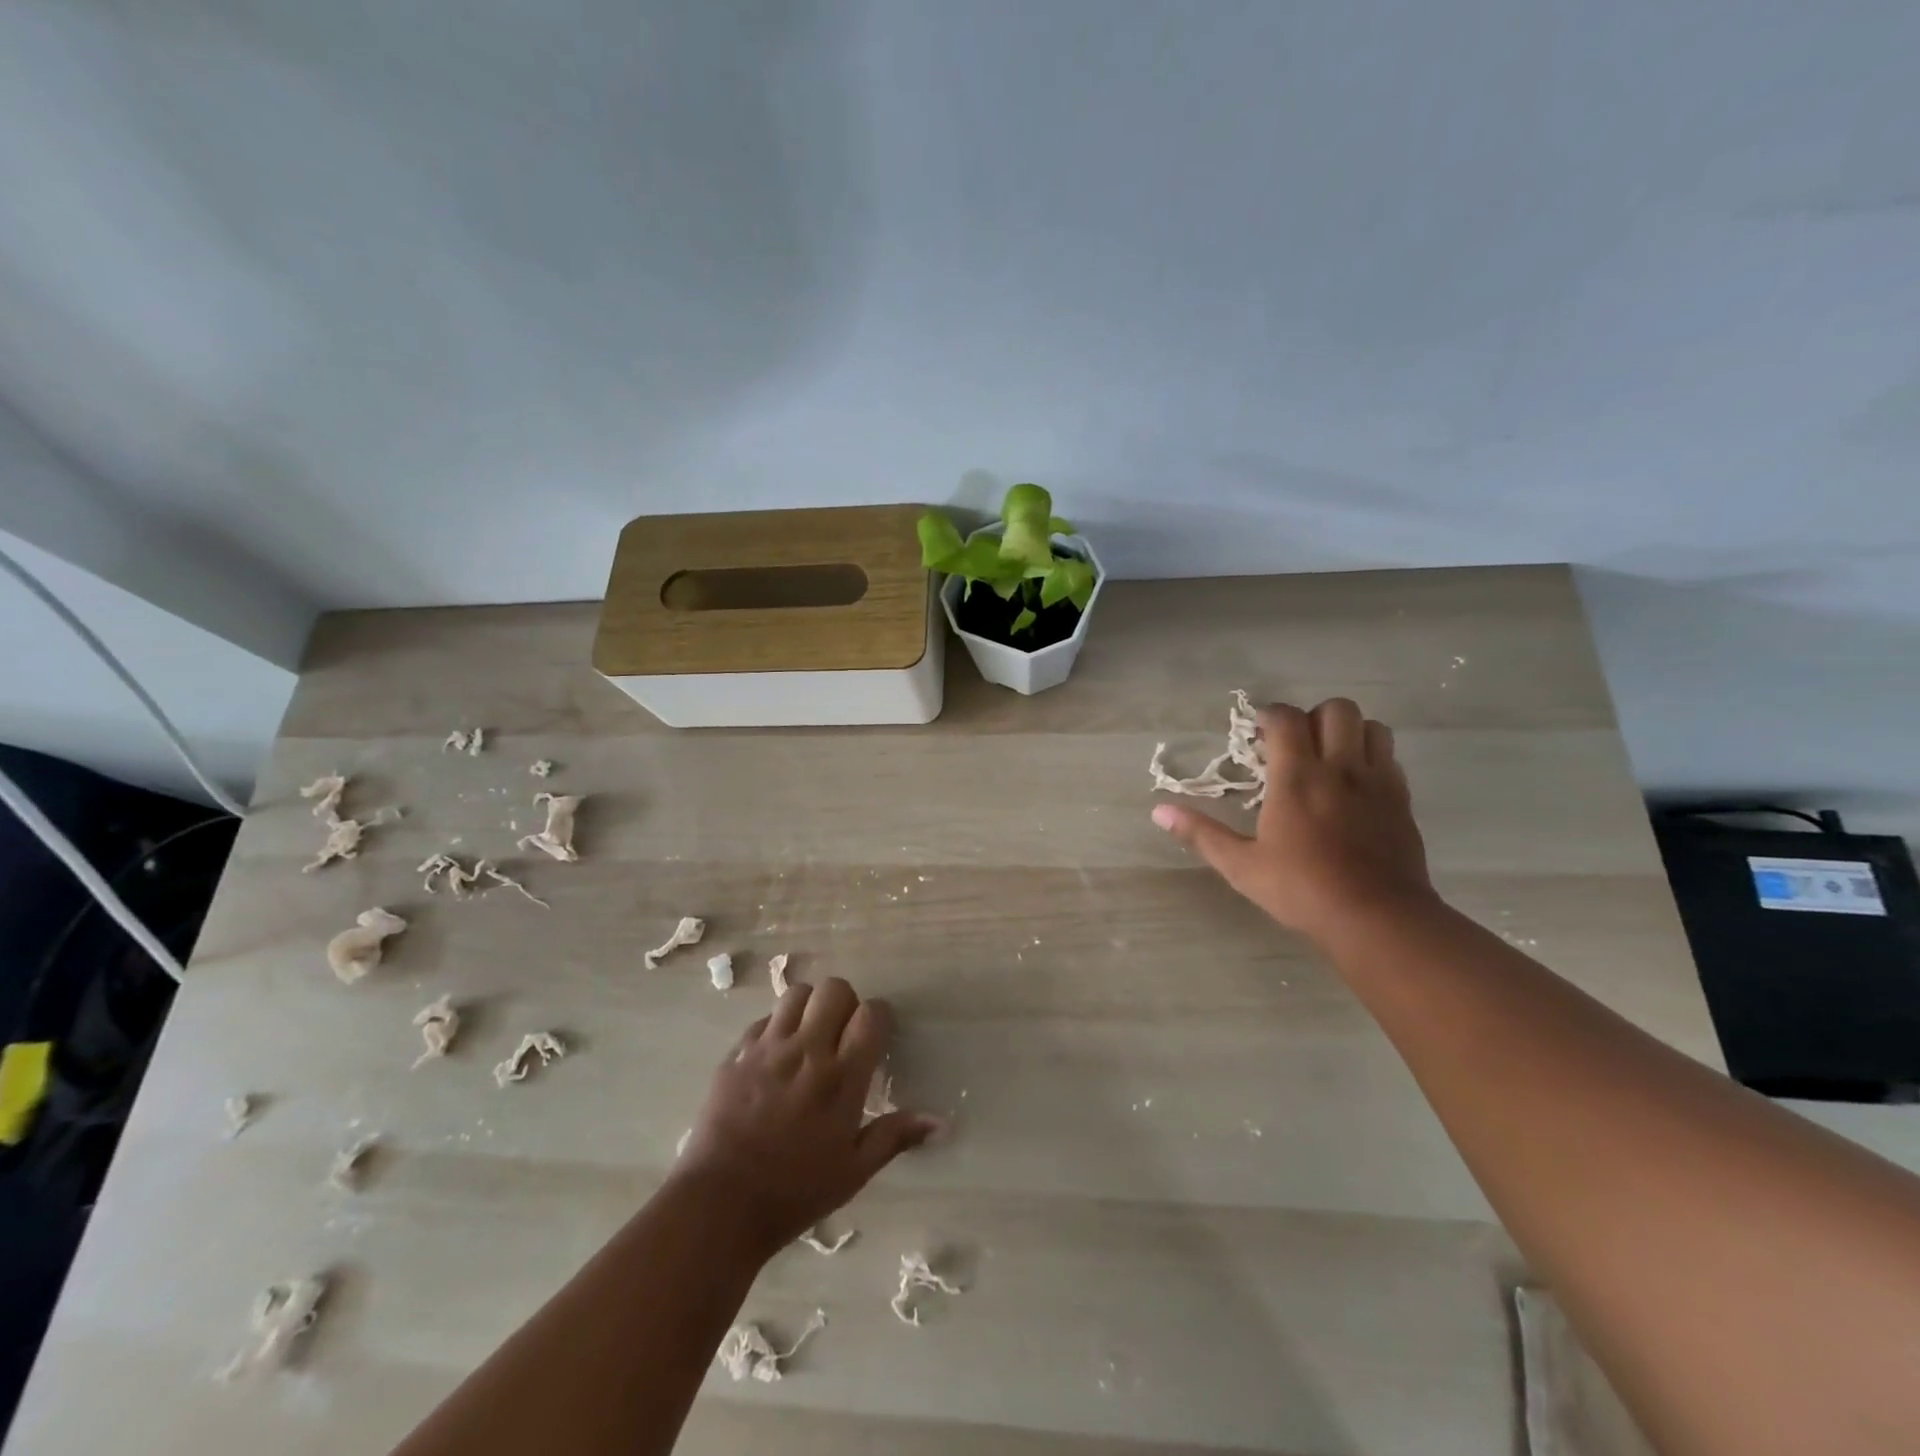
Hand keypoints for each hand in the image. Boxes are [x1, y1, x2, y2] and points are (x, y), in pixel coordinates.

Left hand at [675, 977, 940, 1256]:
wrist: (719, 1206)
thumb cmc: (794, 1192)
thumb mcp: (853, 1171)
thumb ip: (896, 1136)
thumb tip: (942, 1122)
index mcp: (842, 1077)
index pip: (871, 1014)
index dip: (878, 1017)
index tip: (876, 1036)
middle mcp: (807, 1051)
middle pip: (835, 989)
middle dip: (845, 1004)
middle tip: (841, 1034)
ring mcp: (768, 1048)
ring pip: (797, 994)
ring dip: (809, 1008)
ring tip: (808, 1037)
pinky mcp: (737, 1054)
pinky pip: (763, 1020)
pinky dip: (775, 1029)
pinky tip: (775, 1058)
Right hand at [1152, 698, 1436, 947]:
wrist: (1378, 918)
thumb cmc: (1302, 890)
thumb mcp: (1241, 866)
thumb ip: (1201, 833)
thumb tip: (1159, 811)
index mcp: (1297, 778)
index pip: (1287, 718)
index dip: (1270, 715)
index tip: (1258, 734)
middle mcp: (1340, 768)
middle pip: (1337, 709)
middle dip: (1312, 717)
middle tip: (1295, 745)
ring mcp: (1378, 782)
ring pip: (1372, 727)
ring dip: (1349, 732)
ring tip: (1329, 758)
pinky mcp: (1402, 800)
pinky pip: (1390, 758)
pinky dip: (1372, 757)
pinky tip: (1355, 785)